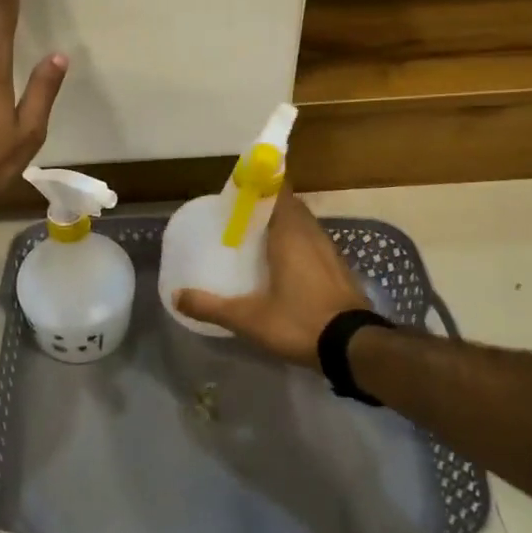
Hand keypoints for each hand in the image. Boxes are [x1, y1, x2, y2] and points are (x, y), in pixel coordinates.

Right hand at [174, 194, 369, 367]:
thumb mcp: (248, 319)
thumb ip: (211, 306)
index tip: (241, 188)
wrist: (354, 348)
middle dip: (268, 205)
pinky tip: (285, 265)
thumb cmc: (300, 322)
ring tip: (259, 238)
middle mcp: (312, 234)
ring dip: (285, 225)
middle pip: (291, 206)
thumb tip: (176, 296)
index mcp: (290, 234)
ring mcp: (331, 251)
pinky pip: (315, 244)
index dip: (262, 184)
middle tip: (243, 216)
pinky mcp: (340, 270)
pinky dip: (299, 244)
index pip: (279, 191)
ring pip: (305, 225)